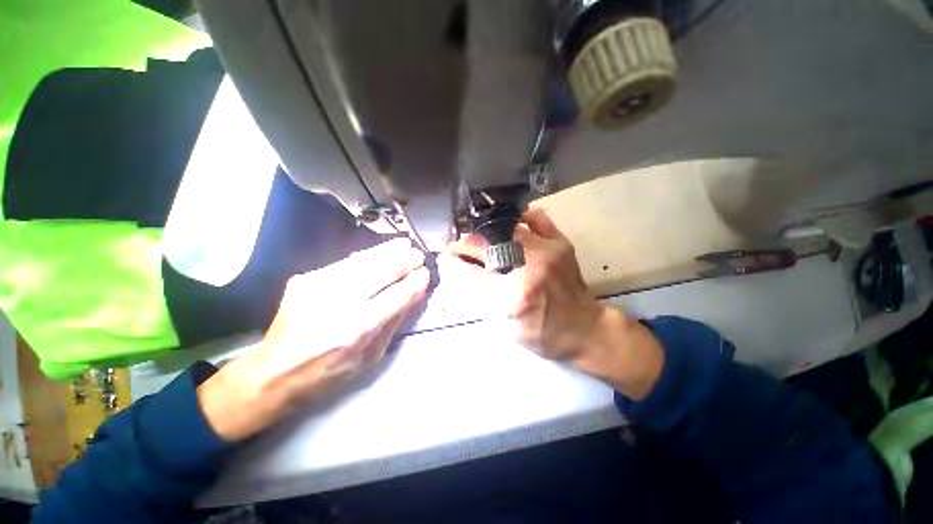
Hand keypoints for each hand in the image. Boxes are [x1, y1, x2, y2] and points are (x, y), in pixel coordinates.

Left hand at [198, 238, 429, 440]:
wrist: (273, 371)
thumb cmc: (328, 373)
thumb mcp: (370, 357)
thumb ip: (394, 322)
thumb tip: (414, 294)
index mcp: (358, 329)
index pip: (397, 295)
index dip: (415, 282)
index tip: (426, 273)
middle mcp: (339, 303)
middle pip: (382, 272)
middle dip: (406, 261)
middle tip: (419, 255)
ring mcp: (319, 286)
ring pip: (364, 260)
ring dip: (389, 251)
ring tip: (405, 245)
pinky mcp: (306, 279)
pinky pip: (345, 262)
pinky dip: (367, 256)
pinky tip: (379, 253)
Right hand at [447, 208, 663, 398]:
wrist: (586, 330)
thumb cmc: (543, 335)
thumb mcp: (505, 327)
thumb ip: (479, 299)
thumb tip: (458, 273)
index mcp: (514, 296)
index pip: (471, 273)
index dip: (453, 263)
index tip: (445, 258)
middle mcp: (530, 268)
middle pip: (486, 246)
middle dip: (465, 244)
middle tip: (458, 246)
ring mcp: (548, 251)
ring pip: (507, 229)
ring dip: (487, 232)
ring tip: (479, 237)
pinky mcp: (561, 244)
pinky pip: (537, 219)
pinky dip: (520, 218)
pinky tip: (509, 224)